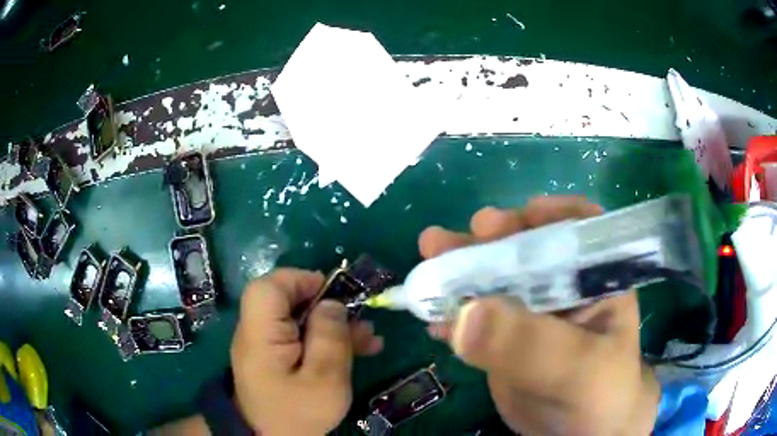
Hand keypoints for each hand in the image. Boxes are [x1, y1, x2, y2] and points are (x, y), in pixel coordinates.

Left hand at [231, 268, 382, 434]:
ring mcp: (266, 346)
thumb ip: (330, 337)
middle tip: (358, 317)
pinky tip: (359, 348)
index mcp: (260, 334)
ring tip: (370, 336)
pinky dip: (326, 340)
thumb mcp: (324, 379)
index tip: (333, 293)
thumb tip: (332, 303)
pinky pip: (300, 338)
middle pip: (286, 301)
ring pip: (298, 320)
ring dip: (333, 324)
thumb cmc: (298, 413)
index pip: (269, 287)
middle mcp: (257, 333)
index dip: (300, 280)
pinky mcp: (276, 358)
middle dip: (326, 305)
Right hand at [419, 196, 659, 435]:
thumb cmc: (600, 394)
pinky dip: (453, 313)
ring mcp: (532, 311)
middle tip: (448, 239)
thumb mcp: (577, 369)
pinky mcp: (506, 337)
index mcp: (597, 278)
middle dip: (488, 241)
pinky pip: (477, 317)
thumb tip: (466, 315)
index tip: (515, 218)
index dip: (549, 215)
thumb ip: (531, 344)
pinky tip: (432, 317)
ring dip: (460, 270)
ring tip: (428, 259)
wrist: (579, 431)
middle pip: (525, 248)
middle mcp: (564, 286)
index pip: (579, 228)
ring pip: (495, 280)